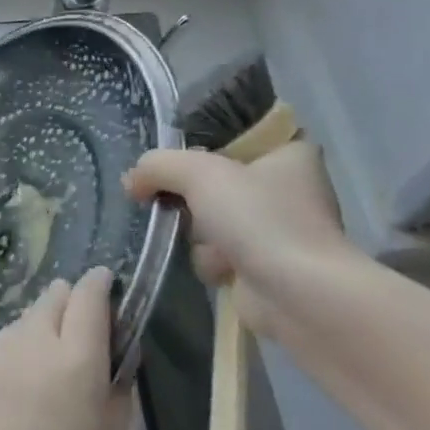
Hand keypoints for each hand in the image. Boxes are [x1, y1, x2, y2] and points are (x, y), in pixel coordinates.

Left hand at [0, 268, 131, 429]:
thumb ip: (117, 394)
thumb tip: (116, 358)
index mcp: (76, 361)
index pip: (90, 296)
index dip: (102, 285)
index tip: (109, 288)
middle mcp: (31, 343)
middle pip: (53, 297)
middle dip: (71, 304)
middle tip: (81, 341)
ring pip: (23, 321)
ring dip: (40, 332)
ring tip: (45, 377)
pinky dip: (13, 357)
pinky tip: (12, 399)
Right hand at [123, 141, 353, 337]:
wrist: (298, 295)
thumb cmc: (259, 217)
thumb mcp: (198, 172)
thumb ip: (157, 166)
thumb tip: (130, 182)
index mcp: (288, 151)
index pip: (234, 134)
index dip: (200, 144)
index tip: (178, 158)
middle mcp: (286, 187)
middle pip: (214, 180)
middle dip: (192, 197)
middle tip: (179, 201)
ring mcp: (276, 229)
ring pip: (210, 218)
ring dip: (200, 234)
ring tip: (213, 244)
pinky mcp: (264, 265)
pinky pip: (218, 253)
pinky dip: (212, 261)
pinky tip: (223, 269)